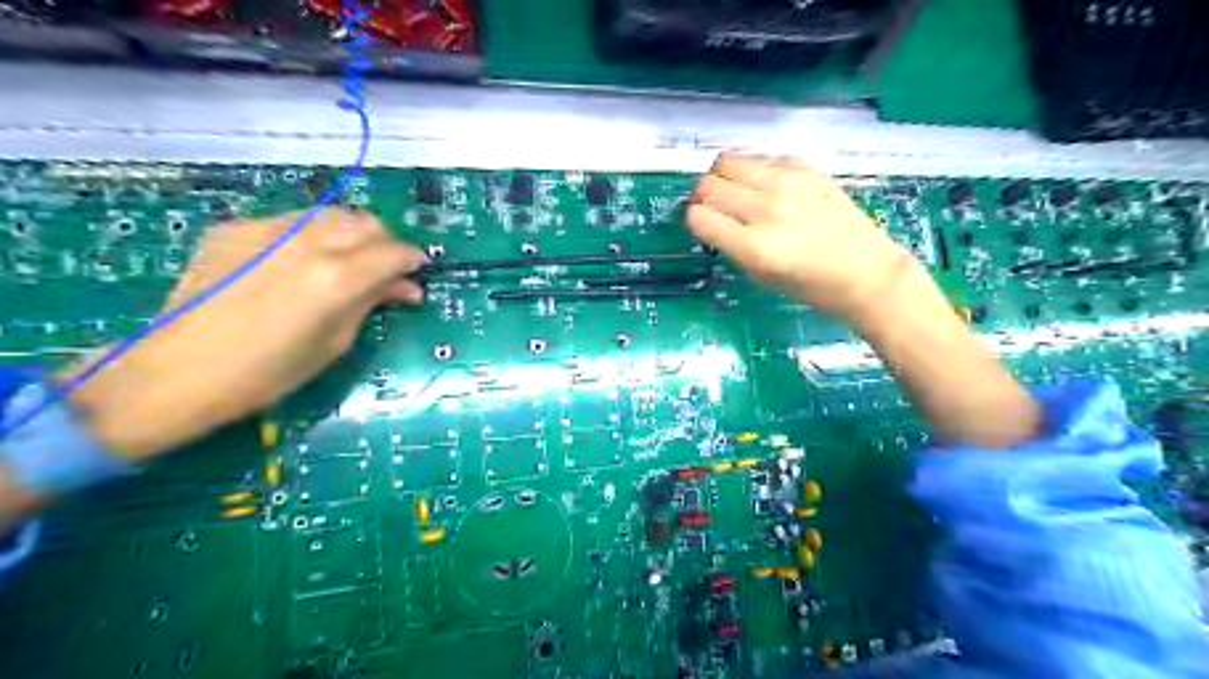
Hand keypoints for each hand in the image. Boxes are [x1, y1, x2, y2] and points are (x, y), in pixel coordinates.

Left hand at [65, 207, 425, 461]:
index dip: (412, 260)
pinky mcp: (236, 228)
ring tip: (347, 261)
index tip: (417, 272)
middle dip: (384, 244)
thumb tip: (405, 288)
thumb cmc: (269, 373)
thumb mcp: (335, 342)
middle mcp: (307, 242)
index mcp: (336, 277)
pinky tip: (299, 262)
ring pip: (330, 214)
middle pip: (366, 223)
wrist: (177, 372)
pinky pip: (290, 221)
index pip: (393, 252)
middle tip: (384, 271)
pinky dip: (309, 236)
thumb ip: (371, 303)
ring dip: (350, 234)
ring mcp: (267, 229)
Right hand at [690, 153, 917, 324]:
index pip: (698, 217)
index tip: (703, 226)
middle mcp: (766, 209)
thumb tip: (709, 218)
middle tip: (714, 208)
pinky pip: (757, 157)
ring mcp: (786, 182)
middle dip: (702, 198)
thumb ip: (730, 244)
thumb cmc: (810, 286)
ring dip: (720, 177)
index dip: (694, 221)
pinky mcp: (803, 166)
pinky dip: (750, 170)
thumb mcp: (759, 275)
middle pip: (707, 185)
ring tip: (734, 192)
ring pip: (726, 161)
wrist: (865, 270)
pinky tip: (762, 186)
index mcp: (754, 246)